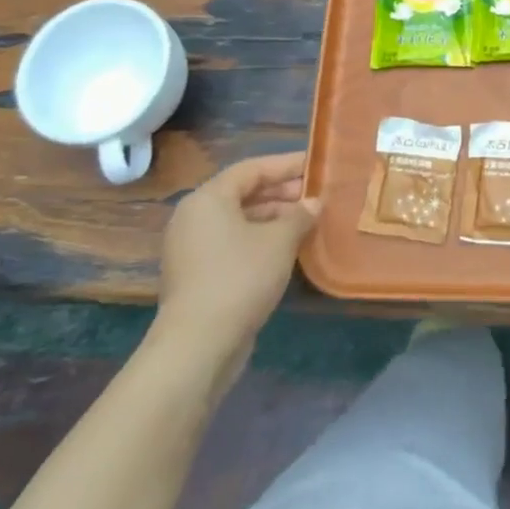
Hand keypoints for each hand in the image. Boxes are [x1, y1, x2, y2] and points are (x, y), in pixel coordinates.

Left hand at [150, 153, 322, 381]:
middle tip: (317, 194)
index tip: (317, 164)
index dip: (287, 165)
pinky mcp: (197, 274)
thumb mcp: (280, 240)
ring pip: (239, 219)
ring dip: (274, 216)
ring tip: (308, 219)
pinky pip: (233, 242)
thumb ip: (300, 214)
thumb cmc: (241, 277)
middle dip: (282, 191)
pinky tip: (288, 247)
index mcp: (208, 199)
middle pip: (243, 192)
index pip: (252, 168)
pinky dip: (260, 238)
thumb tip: (313, 203)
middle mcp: (194, 217)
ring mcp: (192, 247)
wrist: (199, 343)